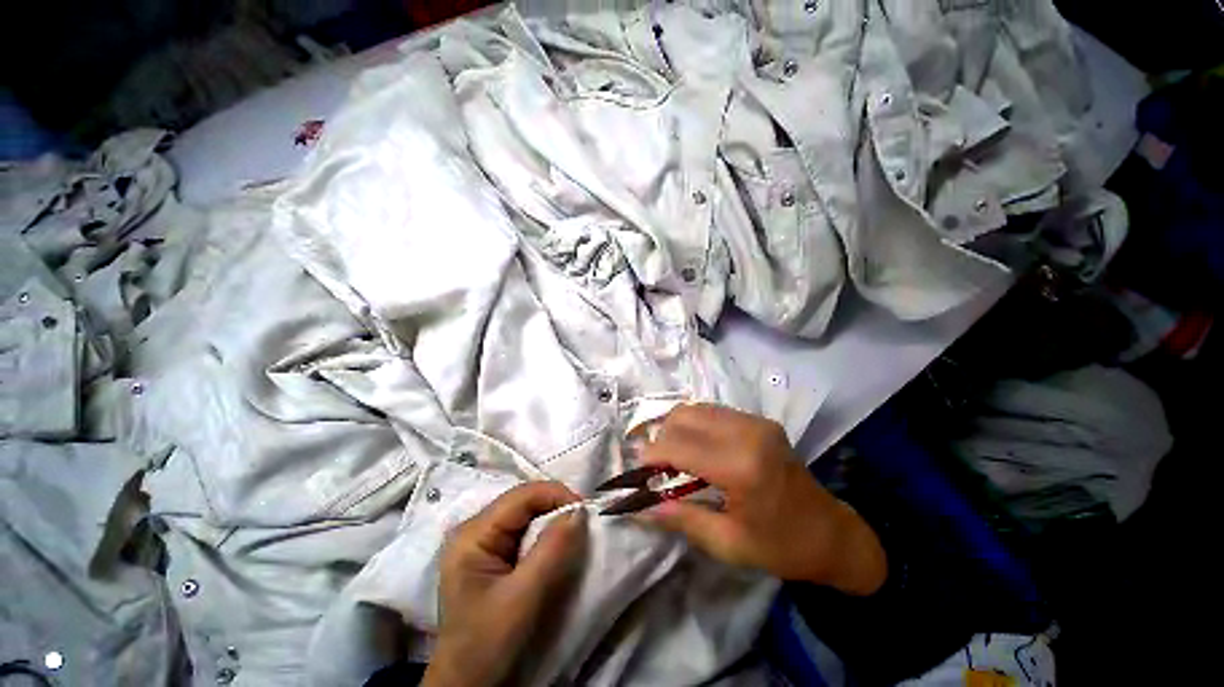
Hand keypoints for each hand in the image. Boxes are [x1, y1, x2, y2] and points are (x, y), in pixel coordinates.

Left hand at [423, 482, 587, 686]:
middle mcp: (474, 529)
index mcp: (473, 534)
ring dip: (552, 521)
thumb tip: (579, 511)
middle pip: (523, 501)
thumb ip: (552, 550)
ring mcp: (481, 542)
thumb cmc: (487, 645)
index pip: (522, 495)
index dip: (556, 495)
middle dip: (556, 507)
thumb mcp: (523, 598)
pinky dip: (545, 534)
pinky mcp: (490, 555)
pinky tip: (556, 545)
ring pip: (526, 515)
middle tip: (583, 523)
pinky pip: (523, 531)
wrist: (467, 686)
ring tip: (574, 533)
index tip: (586, 512)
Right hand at [639, 404, 886, 595]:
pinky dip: (694, 424)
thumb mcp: (728, 544)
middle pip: (684, 417)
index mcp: (741, 467)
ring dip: (676, 427)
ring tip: (671, 454)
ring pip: (696, 408)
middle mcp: (747, 433)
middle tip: (656, 464)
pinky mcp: (758, 419)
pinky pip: (712, 411)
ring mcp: (755, 421)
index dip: (651, 455)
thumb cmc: (781, 546)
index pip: (679, 446)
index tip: (637, 469)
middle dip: (660, 437)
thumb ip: (681, 519)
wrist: (831, 532)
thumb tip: (640, 508)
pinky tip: (694, 446)